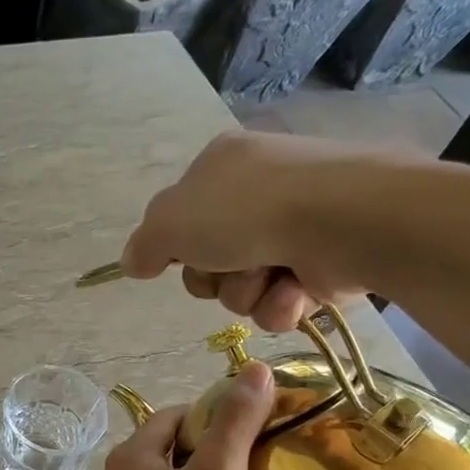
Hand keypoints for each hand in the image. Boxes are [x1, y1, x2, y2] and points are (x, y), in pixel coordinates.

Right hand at [120, 129, 421, 329]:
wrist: (338, 219)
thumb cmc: (245, 211)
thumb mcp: (170, 221)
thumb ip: (143, 244)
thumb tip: (132, 263)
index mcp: (221, 167)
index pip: (182, 218)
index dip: (176, 246)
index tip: (178, 258)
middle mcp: (258, 193)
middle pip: (210, 262)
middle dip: (214, 277)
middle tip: (227, 266)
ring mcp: (294, 228)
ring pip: (243, 288)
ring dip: (247, 292)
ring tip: (269, 276)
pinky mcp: (324, 264)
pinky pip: (281, 303)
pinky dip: (281, 303)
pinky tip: (295, 289)